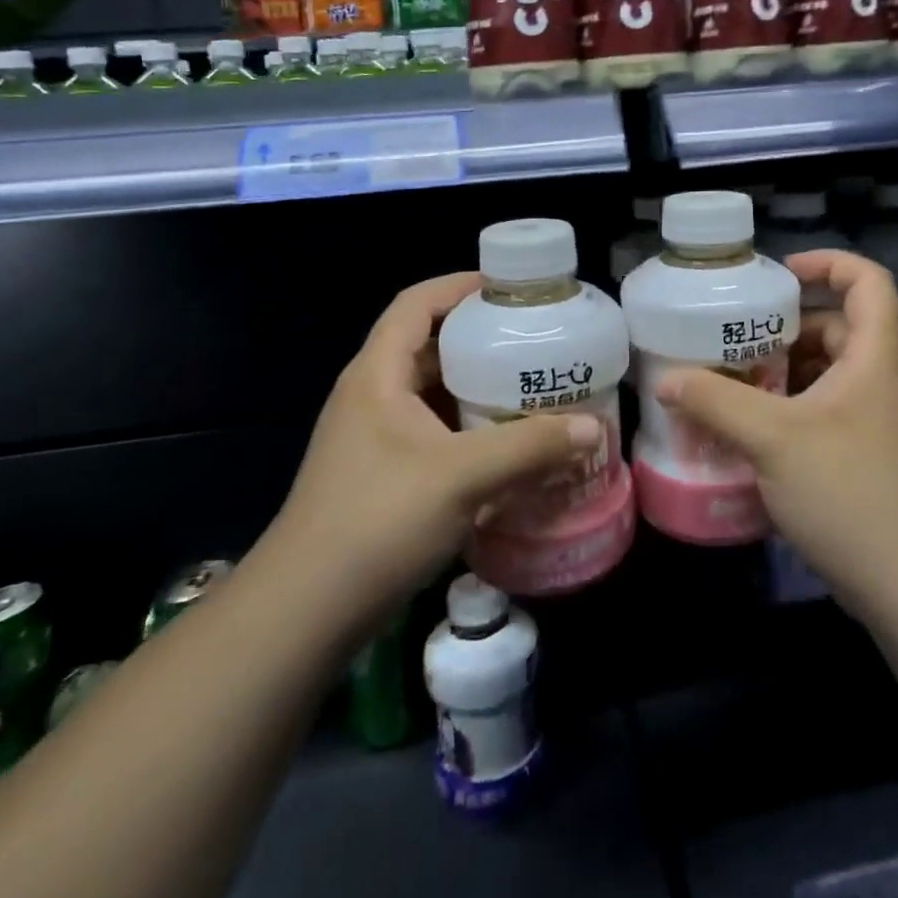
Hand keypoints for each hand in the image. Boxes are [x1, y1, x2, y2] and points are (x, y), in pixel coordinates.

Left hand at [271, 273, 600, 630]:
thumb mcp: (462, 476)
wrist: (305, 611)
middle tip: (534, 341)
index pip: (416, 303)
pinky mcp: (381, 474)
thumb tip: (592, 428)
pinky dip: (467, 429)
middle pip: (428, 346)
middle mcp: (372, 395)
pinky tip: (504, 446)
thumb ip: (529, 447)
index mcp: (378, 374)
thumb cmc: (378, 520)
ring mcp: (373, 438)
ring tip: (530, 387)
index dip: (460, 286)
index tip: (510, 289)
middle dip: (480, 339)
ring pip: (432, 393)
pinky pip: (431, 432)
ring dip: (476, 388)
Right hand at [656, 250, 897, 610]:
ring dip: (781, 371)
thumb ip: (716, 402)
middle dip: (785, 326)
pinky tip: (748, 430)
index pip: (867, 280)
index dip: (827, 263)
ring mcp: (875, 421)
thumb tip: (666, 380)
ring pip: (826, 373)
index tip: (778, 275)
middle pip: (838, 326)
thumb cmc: (851, 490)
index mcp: (875, 355)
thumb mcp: (773, 438)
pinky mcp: (866, 456)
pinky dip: (787, 409)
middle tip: (733, 335)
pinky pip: (823, 412)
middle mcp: (880, 379)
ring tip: (729, 379)